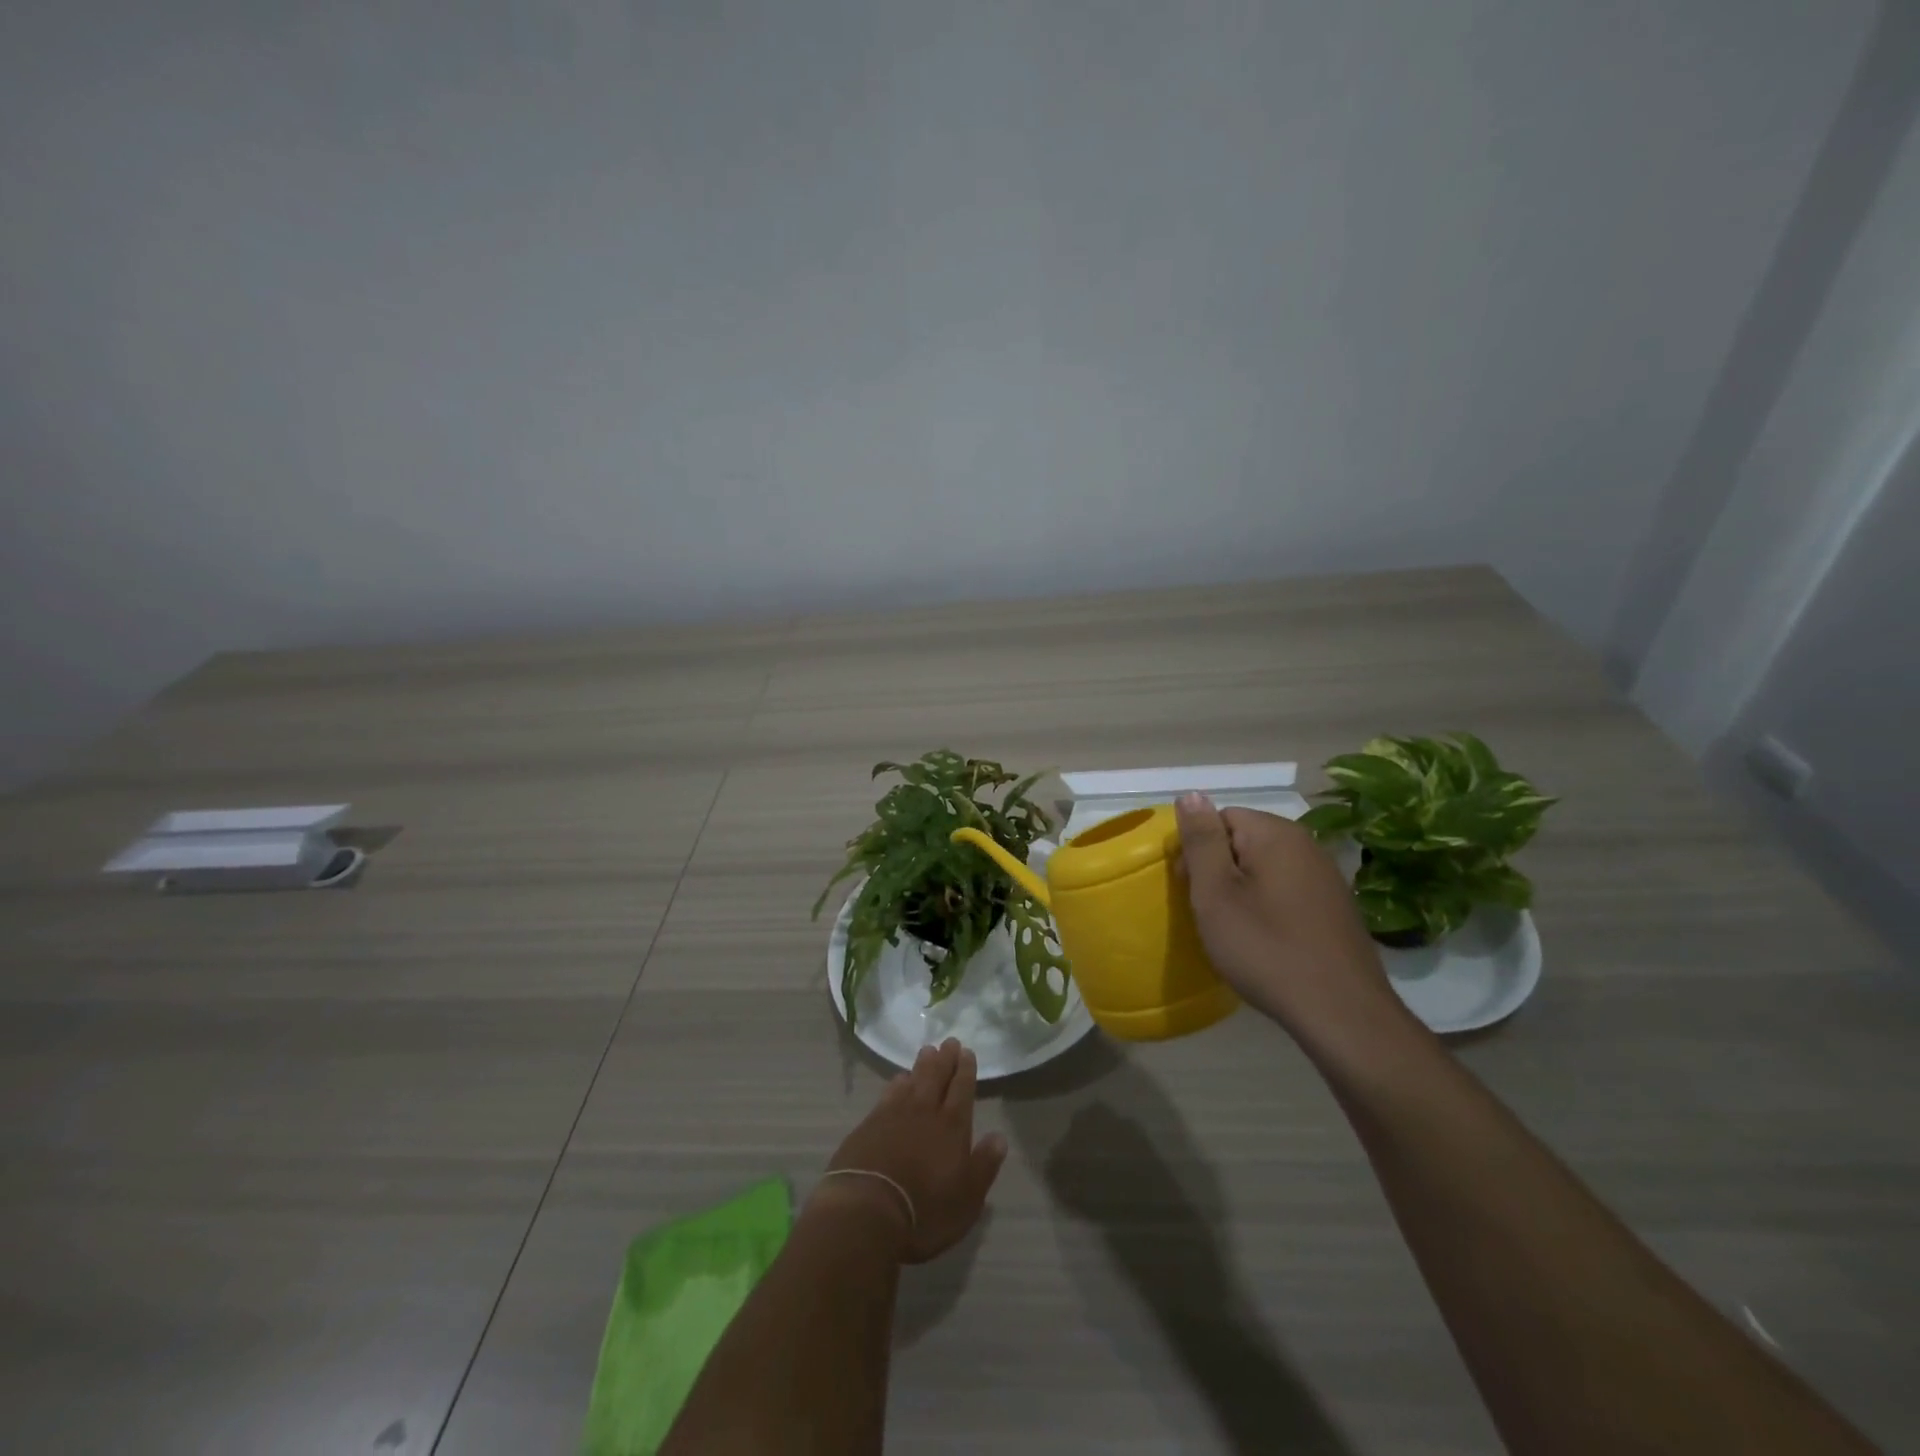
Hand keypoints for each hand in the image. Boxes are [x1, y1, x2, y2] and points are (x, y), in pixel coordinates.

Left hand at [815, 1038, 1007, 1263]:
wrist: (866, 1209)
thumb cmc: (924, 1211)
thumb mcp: (967, 1199)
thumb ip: (984, 1165)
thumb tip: (1000, 1137)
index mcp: (952, 1127)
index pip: (962, 1089)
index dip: (966, 1070)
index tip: (967, 1052)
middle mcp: (925, 1111)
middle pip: (937, 1077)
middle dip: (946, 1059)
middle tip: (949, 1042)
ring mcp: (895, 1114)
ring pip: (913, 1079)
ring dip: (922, 1064)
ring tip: (928, 1051)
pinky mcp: (870, 1122)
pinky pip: (889, 1092)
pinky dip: (897, 1082)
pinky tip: (899, 1079)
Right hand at [1175, 793, 1412, 1050]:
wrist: (1341, 1013)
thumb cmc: (1266, 948)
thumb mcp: (1216, 893)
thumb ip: (1202, 841)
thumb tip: (1191, 794)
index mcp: (1276, 833)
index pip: (1220, 817)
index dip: (1198, 850)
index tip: (1191, 889)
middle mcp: (1306, 844)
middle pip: (1244, 840)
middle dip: (1220, 870)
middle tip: (1209, 912)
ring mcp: (1326, 876)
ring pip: (1265, 868)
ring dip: (1242, 890)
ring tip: (1234, 929)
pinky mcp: (1336, 907)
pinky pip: (1287, 890)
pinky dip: (1268, 907)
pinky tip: (1266, 940)